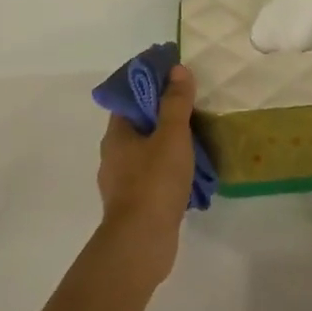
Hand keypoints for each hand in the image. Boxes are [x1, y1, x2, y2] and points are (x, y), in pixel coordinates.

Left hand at [96, 64, 197, 282]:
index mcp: (116, 134)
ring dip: (168, 146)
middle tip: (194, 109)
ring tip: (198, 142)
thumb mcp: (171, 136)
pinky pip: (153, 177)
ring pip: (147, 153)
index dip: (151, 86)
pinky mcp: (134, 204)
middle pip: (139, 126)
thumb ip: (176, 103)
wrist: (142, 240)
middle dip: (164, 117)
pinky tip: (191, 174)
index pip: (129, 99)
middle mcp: (114, 155)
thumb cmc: (154, 182)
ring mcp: (122, 182)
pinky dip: (170, 171)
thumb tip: (177, 70)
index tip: (176, 80)